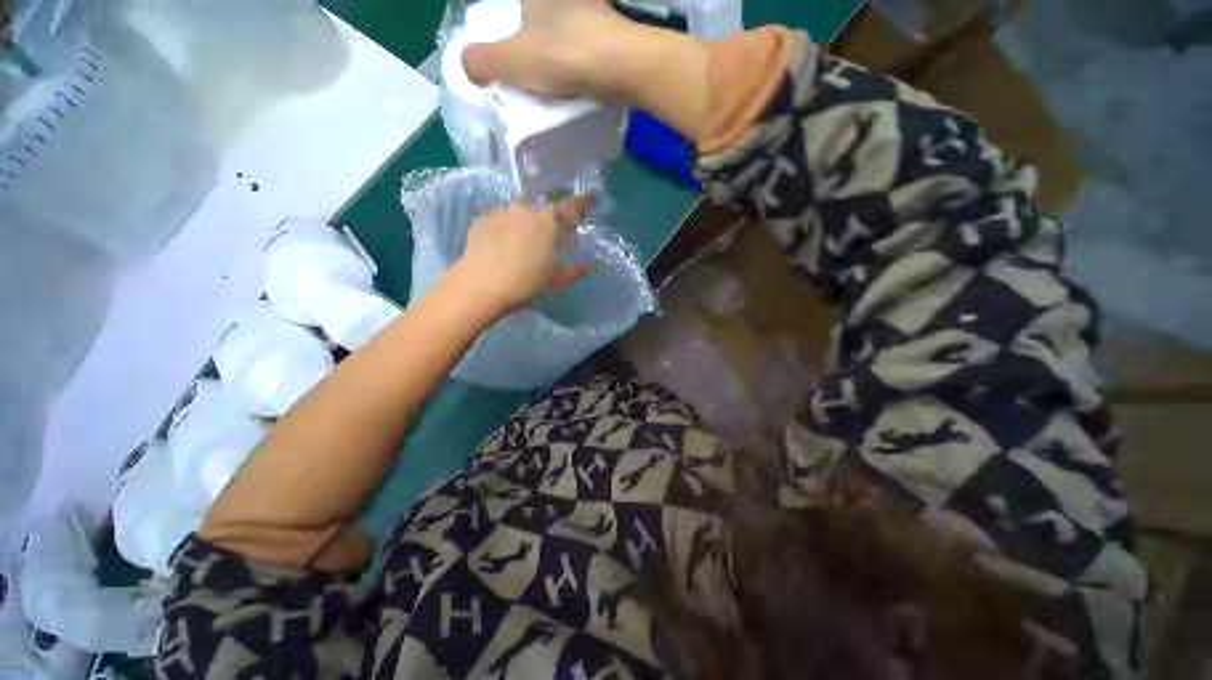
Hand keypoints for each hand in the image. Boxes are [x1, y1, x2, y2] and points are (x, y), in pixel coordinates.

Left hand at [450, 196, 592, 315]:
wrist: (482, 285)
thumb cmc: (527, 283)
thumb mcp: (557, 281)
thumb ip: (575, 270)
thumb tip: (587, 265)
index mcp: (549, 223)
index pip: (570, 209)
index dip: (581, 205)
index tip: (587, 202)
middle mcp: (526, 210)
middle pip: (541, 211)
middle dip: (546, 221)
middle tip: (544, 239)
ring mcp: (501, 213)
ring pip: (518, 215)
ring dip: (522, 225)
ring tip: (518, 245)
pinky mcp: (481, 220)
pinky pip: (498, 221)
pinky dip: (502, 231)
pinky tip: (498, 247)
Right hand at [462, 0, 711, 140]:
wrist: (624, 66)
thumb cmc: (564, 56)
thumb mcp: (511, 61)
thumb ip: (481, 61)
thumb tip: (470, 66)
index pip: (511, 12)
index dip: (505, 35)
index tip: (508, 63)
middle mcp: (565, 0)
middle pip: (539, 18)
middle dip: (533, 41)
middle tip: (531, 76)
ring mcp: (593, 13)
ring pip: (568, 31)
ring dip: (560, 53)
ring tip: (555, 85)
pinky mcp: (613, 35)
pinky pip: (588, 47)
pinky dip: (581, 63)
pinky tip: (580, 83)